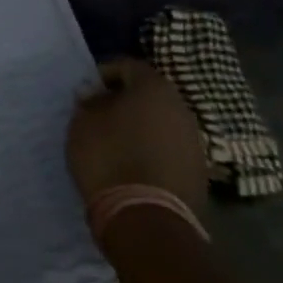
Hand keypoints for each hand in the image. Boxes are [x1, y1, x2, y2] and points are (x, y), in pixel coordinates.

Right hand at [66, 57, 208, 213]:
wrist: (146, 217)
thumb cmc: (108, 157)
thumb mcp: (83, 123)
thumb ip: (90, 102)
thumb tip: (97, 94)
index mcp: (154, 88)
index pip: (128, 66)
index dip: (104, 74)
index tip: (87, 93)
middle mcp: (181, 107)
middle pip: (149, 94)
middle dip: (125, 101)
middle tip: (101, 115)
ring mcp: (195, 141)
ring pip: (162, 122)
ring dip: (141, 127)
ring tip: (116, 143)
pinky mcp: (199, 171)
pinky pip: (170, 149)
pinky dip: (153, 150)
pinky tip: (134, 165)